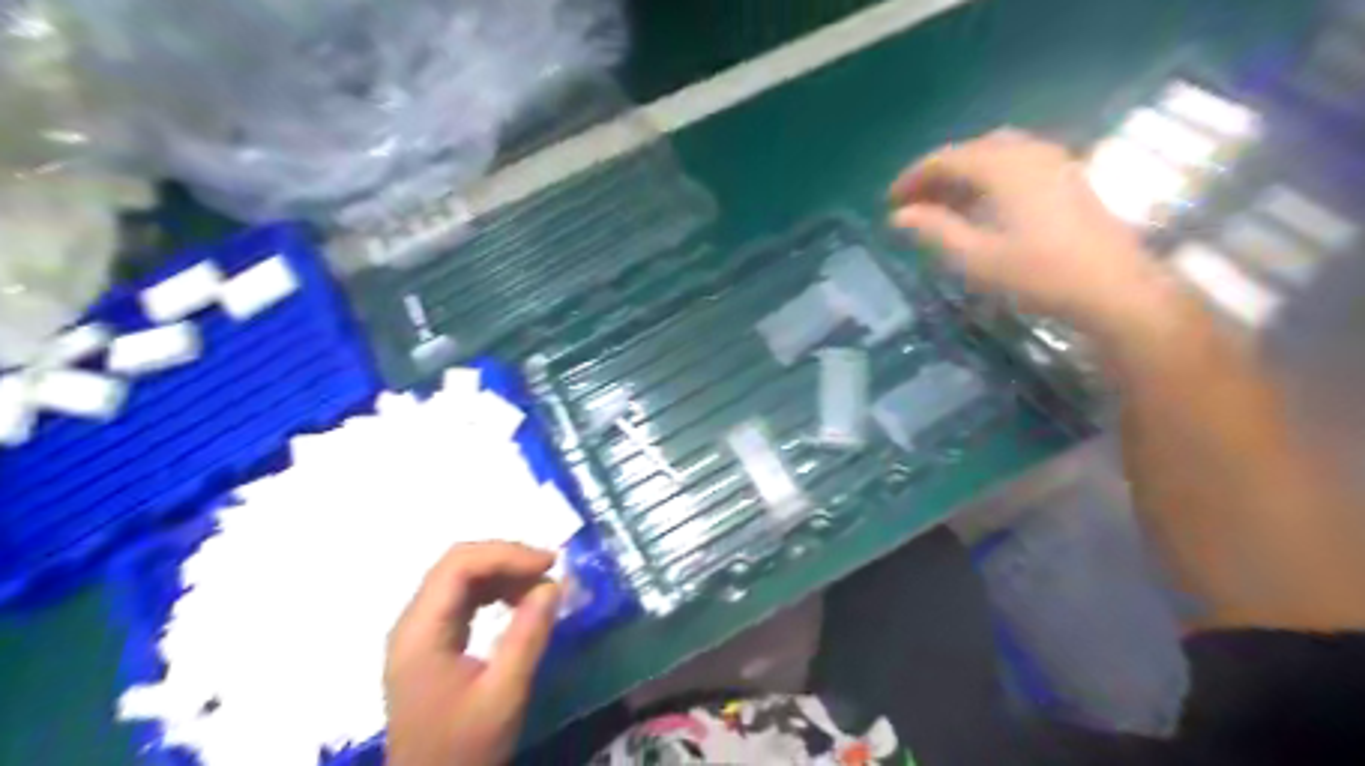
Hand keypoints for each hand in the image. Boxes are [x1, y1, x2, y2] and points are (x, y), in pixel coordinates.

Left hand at [384, 540, 560, 762]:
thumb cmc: (464, 747)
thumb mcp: (504, 693)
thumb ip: (528, 635)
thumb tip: (554, 584)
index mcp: (420, 632)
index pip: (458, 565)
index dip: (506, 554)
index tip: (550, 564)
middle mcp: (412, 622)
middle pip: (457, 564)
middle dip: (506, 558)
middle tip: (549, 569)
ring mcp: (419, 631)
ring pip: (459, 576)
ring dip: (502, 572)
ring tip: (540, 586)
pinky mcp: (430, 642)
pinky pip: (461, 597)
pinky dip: (494, 590)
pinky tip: (518, 601)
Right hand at [885, 126, 1171, 333]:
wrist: (1113, 290)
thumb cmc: (1039, 275)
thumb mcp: (975, 258)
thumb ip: (934, 231)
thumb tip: (898, 216)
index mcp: (1002, 167)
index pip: (945, 159)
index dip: (913, 178)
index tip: (889, 202)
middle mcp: (1028, 152)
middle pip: (970, 150)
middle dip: (937, 174)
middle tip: (913, 204)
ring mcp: (1053, 161)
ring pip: (995, 153)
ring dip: (963, 173)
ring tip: (942, 205)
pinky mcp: (1068, 177)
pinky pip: (1017, 161)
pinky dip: (989, 176)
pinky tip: (982, 205)